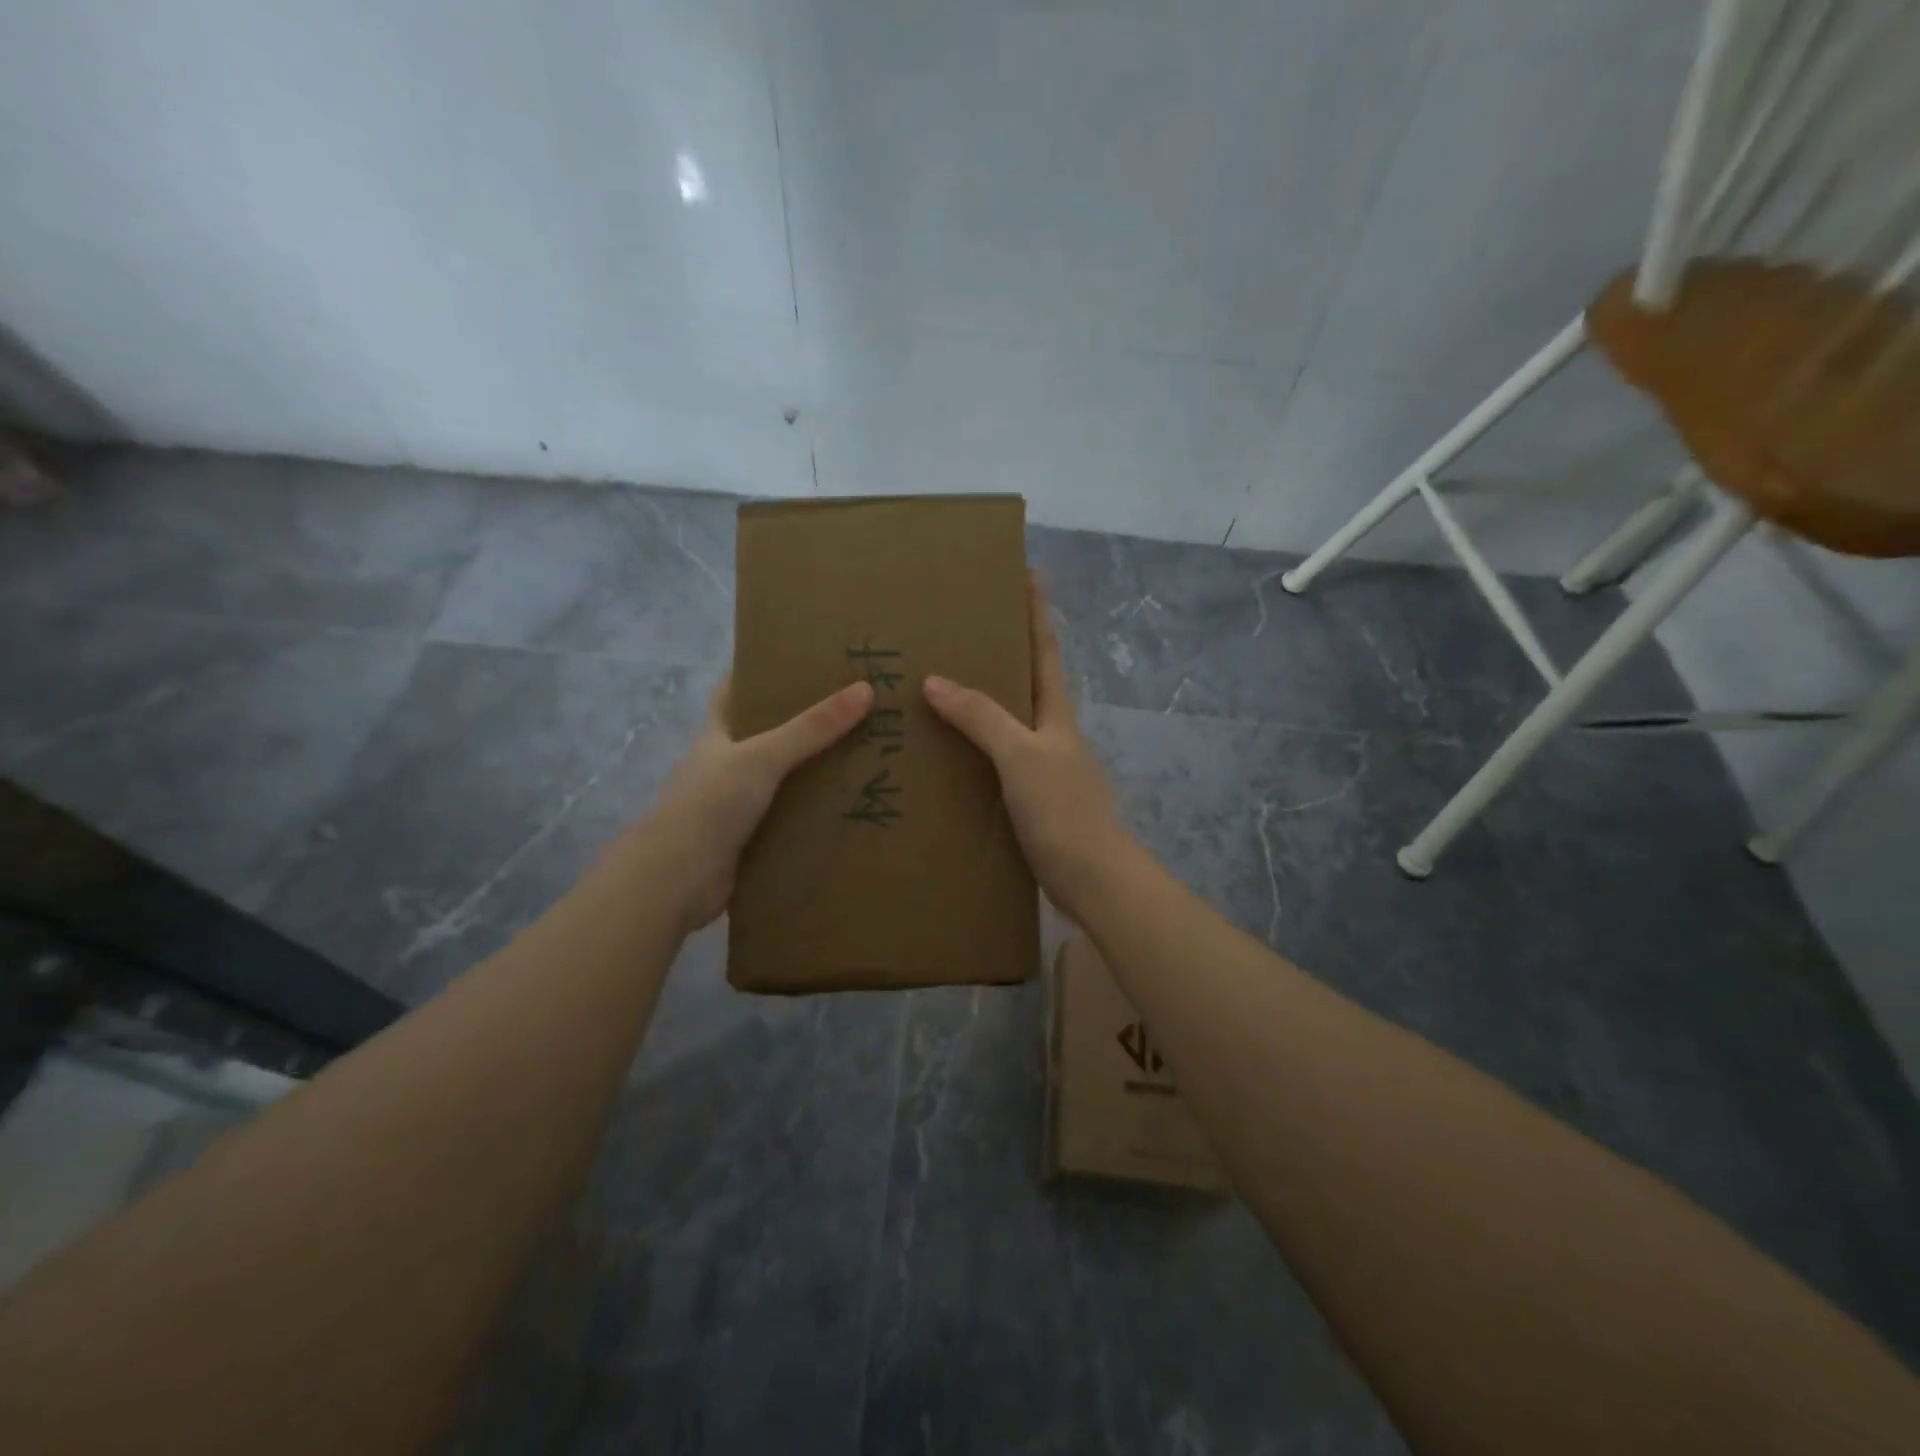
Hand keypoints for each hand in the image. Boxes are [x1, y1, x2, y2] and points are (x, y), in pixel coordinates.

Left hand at [639, 676, 873, 930]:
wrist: (674, 882)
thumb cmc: (710, 806)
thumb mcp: (763, 757)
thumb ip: (812, 728)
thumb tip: (866, 689)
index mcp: (718, 735)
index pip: (735, 692)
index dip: (761, 673)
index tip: (803, 661)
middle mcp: (726, 765)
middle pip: (767, 736)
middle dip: (804, 724)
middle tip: (855, 709)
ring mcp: (737, 805)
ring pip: (783, 780)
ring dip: (815, 772)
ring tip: (866, 755)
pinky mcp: (751, 840)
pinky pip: (790, 819)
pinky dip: (814, 814)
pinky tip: (850, 807)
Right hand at [923, 575, 1131, 920]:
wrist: (1093, 879)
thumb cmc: (1063, 810)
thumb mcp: (1021, 756)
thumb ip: (982, 717)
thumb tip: (935, 680)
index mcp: (1056, 714)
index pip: (1045, 649)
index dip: (1036, 611)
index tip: (1026, 572)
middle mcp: (1052, 734)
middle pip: (1026, 682)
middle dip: (1002, 652)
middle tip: (959, 630)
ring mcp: (1044, 768)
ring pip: (1008, 723)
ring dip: (982, 703)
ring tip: (938, 688)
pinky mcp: (1032, 801)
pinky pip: (996, 761)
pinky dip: (974, 748)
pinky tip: (947, 754)